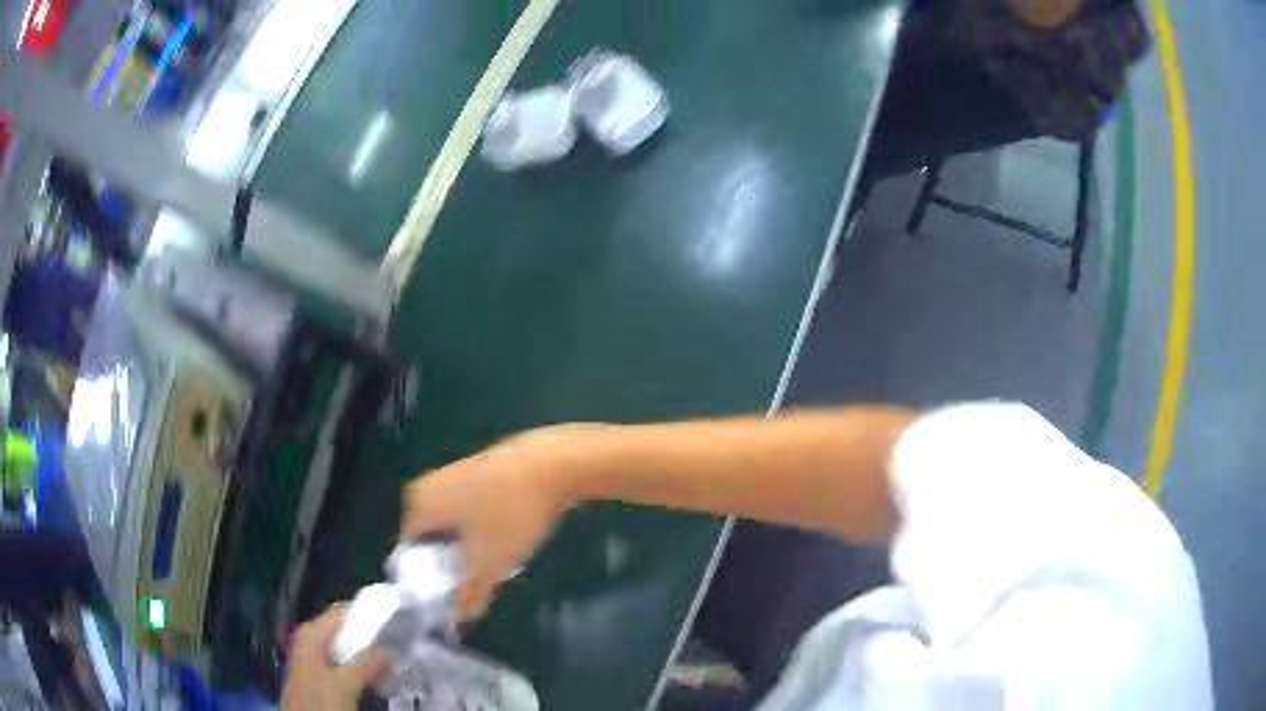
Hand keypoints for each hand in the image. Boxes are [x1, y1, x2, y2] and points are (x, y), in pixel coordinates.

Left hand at [281, 606, 392, 710]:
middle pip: (345, 631)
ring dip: (367, 656)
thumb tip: (391, 651)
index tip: (392, 623)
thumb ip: (367, 664)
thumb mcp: (346, 683)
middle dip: (370, 640)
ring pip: (346, 649)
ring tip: (390, 665)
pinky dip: (359, 668)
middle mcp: (310, 640)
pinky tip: (374, 678)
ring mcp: (314, 658)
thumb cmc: (321, 700)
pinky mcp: (320, 675)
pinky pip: (344, 663)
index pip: (342, 612)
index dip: (366, 615)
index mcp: (312, 634)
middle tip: (395, 648)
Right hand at [402, 426, 595, 618]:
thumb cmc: (511, 514)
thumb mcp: (489, 564)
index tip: (455, 597)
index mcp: (416, 505)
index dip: (430, 582)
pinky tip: (510, 536)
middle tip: (480, 581)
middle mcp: (426, 486)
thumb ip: (469, 595)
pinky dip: (483, 528)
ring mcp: (452, 474)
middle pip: (432, 541)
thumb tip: (458, 618)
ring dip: (470, 548)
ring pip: (453, 527)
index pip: (410, 555)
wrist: (555, 463)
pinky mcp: (478, 470)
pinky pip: (470, 511)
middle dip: (453, 565)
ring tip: (499, 561)